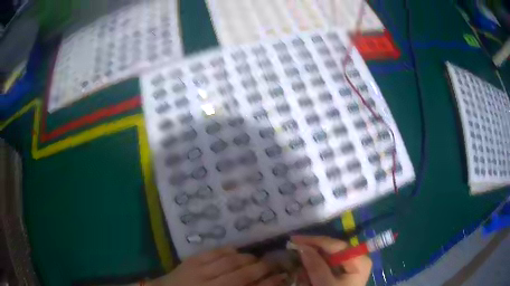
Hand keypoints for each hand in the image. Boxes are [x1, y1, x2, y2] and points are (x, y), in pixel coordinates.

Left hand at [149, 247, 286, 285]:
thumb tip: (259, 284)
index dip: (269, 283)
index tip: (282, 277)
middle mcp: (212, 285)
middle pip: (243, 275)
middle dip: (263, 268)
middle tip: (274, 264)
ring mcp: (199, 272)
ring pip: (230, 262)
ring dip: (247, 258)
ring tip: (255, 258)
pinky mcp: (191, 261)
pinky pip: (213, 252)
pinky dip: (227, 250)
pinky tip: (234, 251)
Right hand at [291, 236, 371, 285]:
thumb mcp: (324, 284)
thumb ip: (315, 266)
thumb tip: (302, 246)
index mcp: (359, 260)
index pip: (335, 244)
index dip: (313, 241)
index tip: (293, 239)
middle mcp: (357, 258)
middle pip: (332, 249)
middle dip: (312, 251)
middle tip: (293, 249)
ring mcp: (351, 265)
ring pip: (328, 256)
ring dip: (312, 259)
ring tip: (297, 261)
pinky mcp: (344, 271)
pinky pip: (329, 264)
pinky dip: (316, 266)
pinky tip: (307, 271)